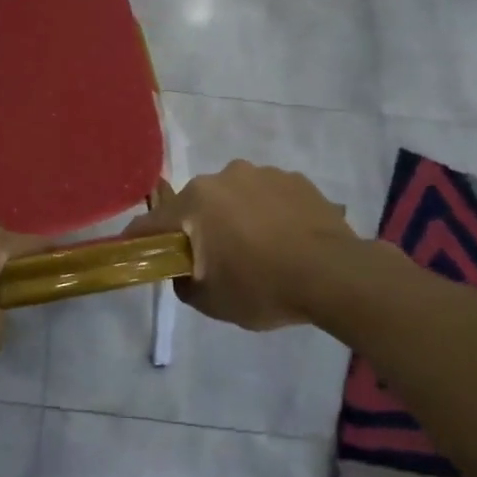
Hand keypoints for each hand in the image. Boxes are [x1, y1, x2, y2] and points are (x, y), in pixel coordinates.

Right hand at [126, 162, 357, 329]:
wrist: (335, 275)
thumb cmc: (263, 288)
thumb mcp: (212, 302)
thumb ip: (185, 283)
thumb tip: (184, 270)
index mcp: (195, 202)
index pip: (152, 222)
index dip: (141, 240)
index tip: (140, 253)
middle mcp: (223, 177)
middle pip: (196, 205)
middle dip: (199, 228)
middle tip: (215, 259)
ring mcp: (262, 173)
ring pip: (234, 196)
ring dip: (236, 217)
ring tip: (260, 249)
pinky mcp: (295, 179)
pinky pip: (268, 195)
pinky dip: (268, 213)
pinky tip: (286, 239)